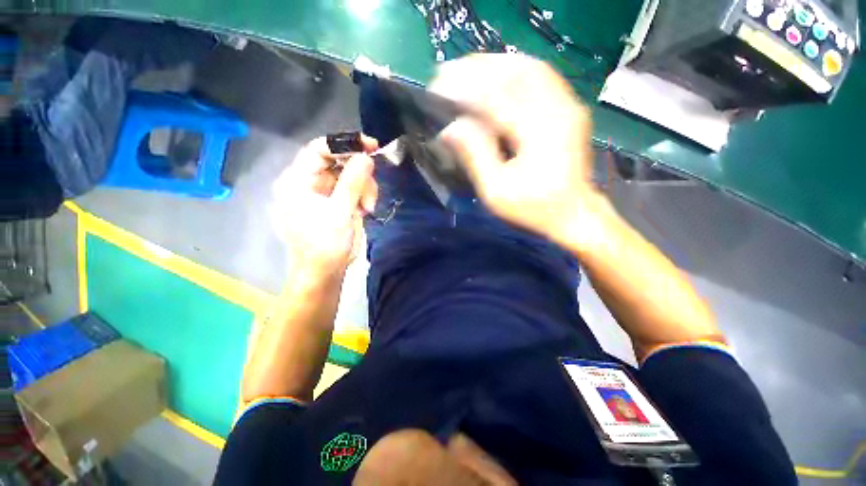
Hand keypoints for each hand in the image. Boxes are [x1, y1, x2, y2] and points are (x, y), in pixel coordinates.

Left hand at [270, 136, 377, 280]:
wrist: (325, 271)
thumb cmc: (325, 244)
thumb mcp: (340, 212)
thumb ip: (353, 182)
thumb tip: (366, 156)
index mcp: (298, 180)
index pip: (319, 149)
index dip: (345, 143)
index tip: (371, 146)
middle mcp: (308, 182)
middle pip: (338, 162)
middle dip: (359, 175)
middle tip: (371, 191)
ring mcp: (323, 192)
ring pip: (350, 175)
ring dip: (364, 188)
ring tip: (368, 207)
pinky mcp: (335, 202)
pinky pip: (353, 188)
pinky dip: (363, 196)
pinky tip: (364, 210)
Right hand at [431, 54, 596, 242]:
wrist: (574, 214)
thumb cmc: (533, 208)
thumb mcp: (496, 191)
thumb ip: (475, 156)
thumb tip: (449, 129)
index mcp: (537, 132)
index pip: (494, 96)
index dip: (463, 87)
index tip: (437, 86)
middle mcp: (557, 109)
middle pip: (515, 71)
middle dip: (478, 67)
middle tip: (449, 71)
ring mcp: (568, 105)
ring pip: (530, 67)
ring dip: (496, 64)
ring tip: (468, 69)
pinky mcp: (570, 109)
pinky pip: (541, 77)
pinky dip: (515, 71)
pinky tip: (498, 76)